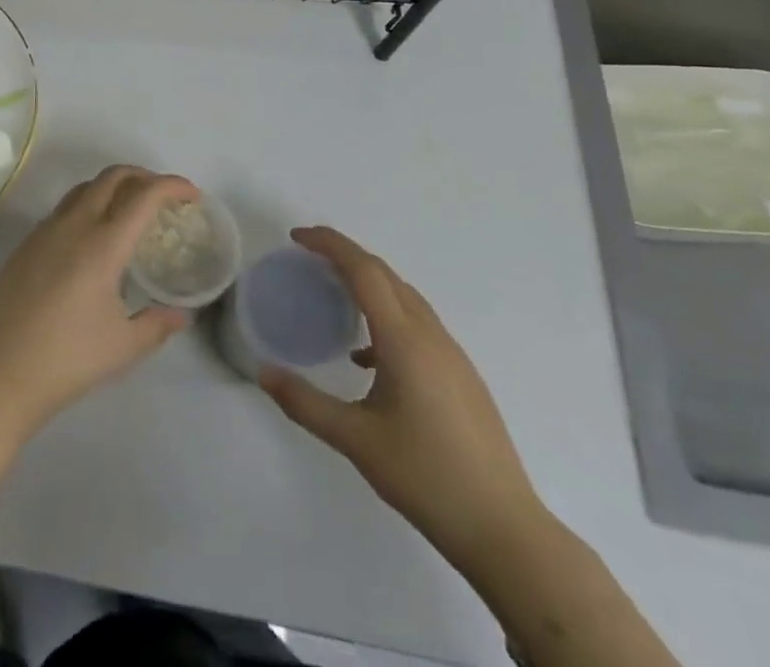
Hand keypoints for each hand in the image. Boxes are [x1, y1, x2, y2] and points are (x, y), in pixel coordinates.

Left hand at [0, 166, 197, 435]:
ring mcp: (44, 231)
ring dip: (113, 187)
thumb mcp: (122, 347)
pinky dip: (89, 205)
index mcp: (102, 244)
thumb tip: (182, 314)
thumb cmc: (66, 360)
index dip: (171, 186)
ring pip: (84, 188)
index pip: (143, 196)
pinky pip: (64, 208)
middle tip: (164, 197)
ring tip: (131, 211)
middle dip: (143, 176)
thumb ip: (157, 324)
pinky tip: (94, 238)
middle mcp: (73, 225)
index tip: (191, 195)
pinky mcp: (25, 244)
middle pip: (111, 177)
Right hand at [259, 227, 545, 568]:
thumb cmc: (427, 478)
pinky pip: (418, 324)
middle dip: (345, 256)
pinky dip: (387, 315)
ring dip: (368, 283)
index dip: (330, 244)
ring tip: (334, 296)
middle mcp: (431, 336)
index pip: (364, 270)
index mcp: (405, 341)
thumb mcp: (356, 441)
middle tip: (307, 258)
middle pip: (385, 275)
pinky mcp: (462, 376)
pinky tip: (368, 358)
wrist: (505, 531)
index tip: (297, 238)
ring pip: (405, 297)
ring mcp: (453, 355)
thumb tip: (264, 373)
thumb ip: (305, 403)